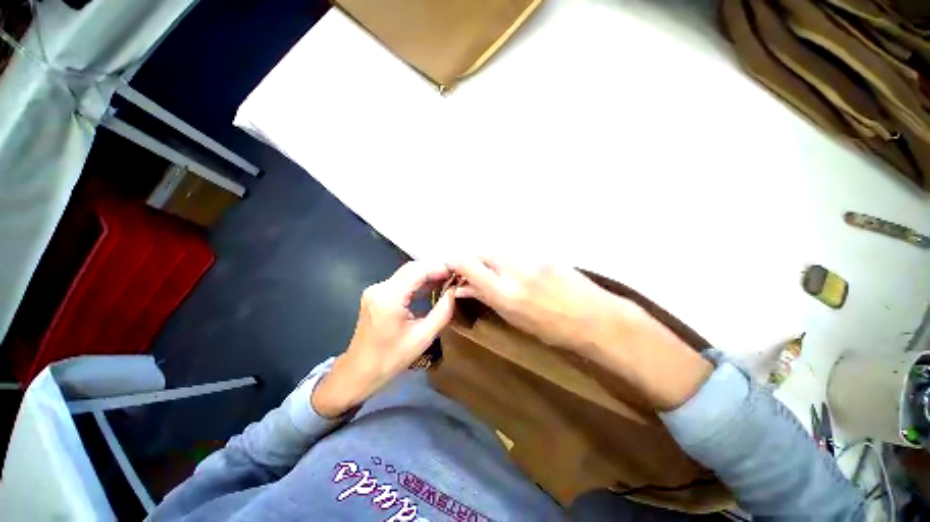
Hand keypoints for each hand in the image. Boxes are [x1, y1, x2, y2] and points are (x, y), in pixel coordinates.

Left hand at [312, 261, 454, 416]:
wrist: (359, 371)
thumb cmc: (391, 359)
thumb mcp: (423, 337)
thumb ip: (442, 311)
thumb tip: (455, 291)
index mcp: (389, 298)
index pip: (417, 271)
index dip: (439, 268)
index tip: (457, 272)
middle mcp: (379, 288)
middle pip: (411, 268)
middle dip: (434, 269)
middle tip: (454, 277)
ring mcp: (376, 290)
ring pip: (407, 273)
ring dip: (427, 275)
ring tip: (447, 282)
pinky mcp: (376, 294)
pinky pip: (401, 282)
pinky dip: (417, 283)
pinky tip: (431, 289)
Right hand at [451, 257, 630, 352]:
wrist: (594, 317)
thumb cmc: (551, 329)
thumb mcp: (514, 318)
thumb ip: (487, 297)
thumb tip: (463, 287)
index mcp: (503, 292)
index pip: (467, 264)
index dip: (455, 262)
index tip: (453, 269)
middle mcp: (513, 270)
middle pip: (481, 250)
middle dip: (472, 258)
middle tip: (472, 269)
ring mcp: (530, 258)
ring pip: (498, 247)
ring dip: (490, 255)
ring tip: (493, 268)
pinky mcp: (543, 252)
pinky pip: (516, 250)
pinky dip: (507, 256)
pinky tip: (515, 267)